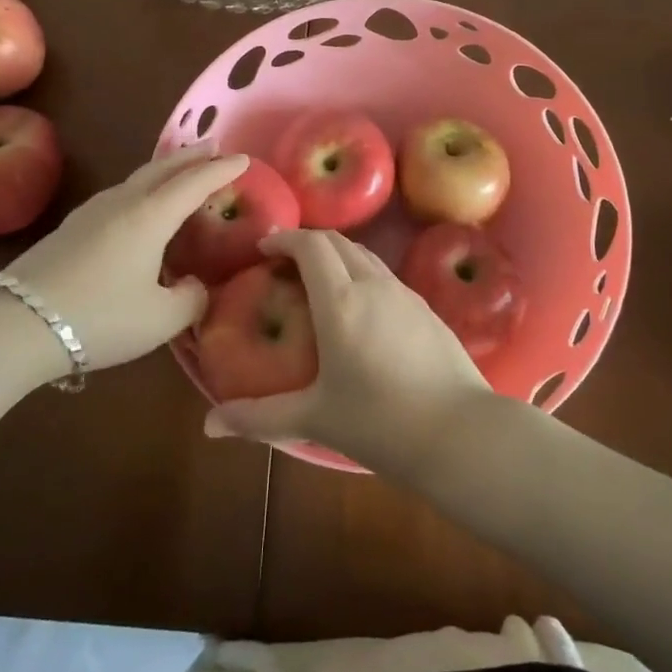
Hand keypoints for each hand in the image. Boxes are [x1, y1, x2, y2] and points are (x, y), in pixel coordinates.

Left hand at [1, 147, 247, 370]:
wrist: (16, 324)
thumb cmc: (99, 317)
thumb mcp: (161, 319)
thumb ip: (191, 299)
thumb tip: (194, 287)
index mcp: (150, 216)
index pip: (195, 183)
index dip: (222, 169)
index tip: (245, 159)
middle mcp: (123, 203)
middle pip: (163, 168)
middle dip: (192, 156)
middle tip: (213, 147)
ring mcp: (92, 212)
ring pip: (137, 178)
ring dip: (164, 169)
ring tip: (179, 171)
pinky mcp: (71, 228)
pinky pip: (119, 194)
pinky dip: (142, 188)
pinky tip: (137, 206)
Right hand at [203, 229, 490, 472]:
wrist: (461, 433)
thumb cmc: (380, 423)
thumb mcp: (314, 419)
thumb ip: (259, 418)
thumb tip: (210, 426)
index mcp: (340, 301)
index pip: (311, 245)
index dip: (285, 238)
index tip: (265, 248)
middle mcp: (373, 284)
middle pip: (338, 241)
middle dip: (308, 243)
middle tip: (285, 263)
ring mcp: (405, 293)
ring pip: (365, 255)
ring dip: (337, 255)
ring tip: (319, 281)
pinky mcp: (427, 308)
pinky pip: (386, 275)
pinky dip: (362, 273)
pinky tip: (360, 308)